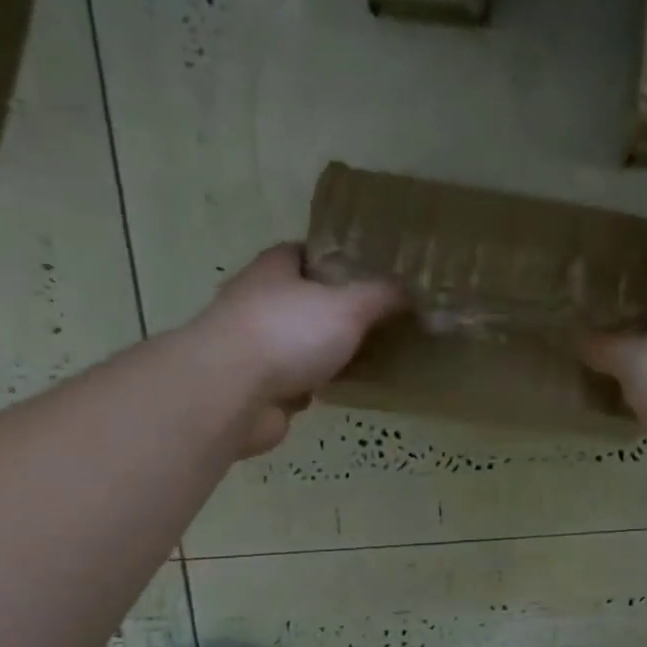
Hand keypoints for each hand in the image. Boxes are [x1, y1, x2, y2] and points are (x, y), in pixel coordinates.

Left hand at [193, 244, 404, 454]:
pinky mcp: (257, 388)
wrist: (230, 393)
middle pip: (303, 299)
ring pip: (300, 343)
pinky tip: (346, 389)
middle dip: (336, 309)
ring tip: (371, 355)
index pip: (302, 253)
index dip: (334, 259)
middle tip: (380, 318)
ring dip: (327, 351)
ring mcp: (254, 348)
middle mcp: (257, 302)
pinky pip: (297, 381)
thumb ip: (384, 296)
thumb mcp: (349, 306)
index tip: (369, 272)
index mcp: (273, 271)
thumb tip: (416, 292)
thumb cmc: (288, 333)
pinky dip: (317, 385)